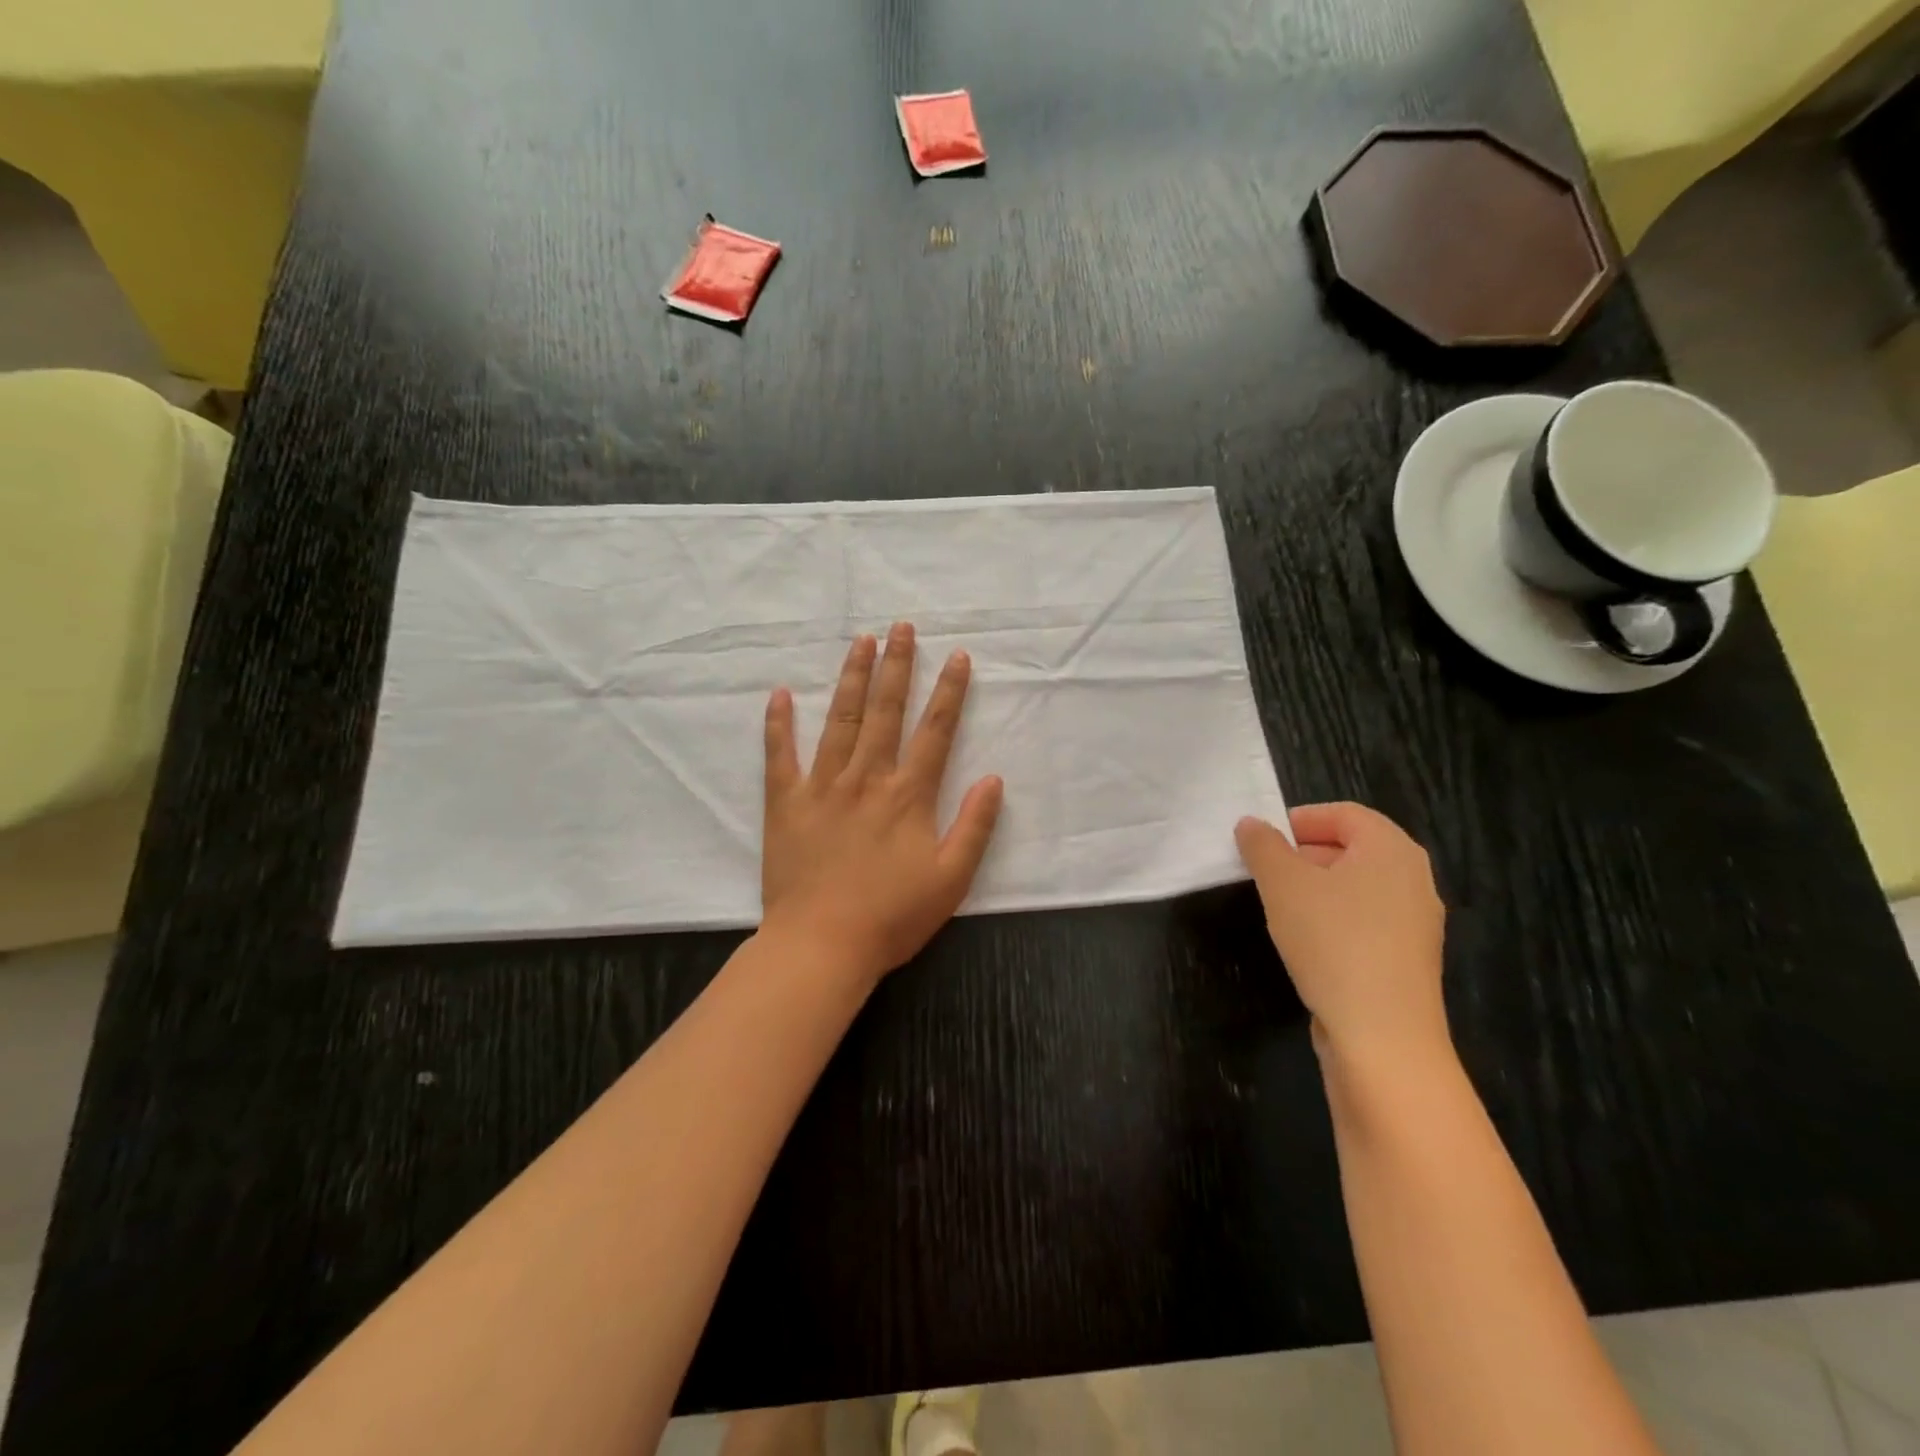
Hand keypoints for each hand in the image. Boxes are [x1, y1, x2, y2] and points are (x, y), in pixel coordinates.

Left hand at [761, 623, 1003, 986]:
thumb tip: (993, 779)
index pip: (935, 731)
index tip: (957, 656)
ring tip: (860, 641)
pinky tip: (779, 693)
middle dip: (896, 665)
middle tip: (901, 627)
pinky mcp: (785, 802)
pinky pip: (780, 755)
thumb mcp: (951, 879)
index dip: (948, 692)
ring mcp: (822, 786)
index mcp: (908, 795)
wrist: (821, 945)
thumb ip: (975, 826)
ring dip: (851, 677)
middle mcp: (866, 778)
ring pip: (839, 719)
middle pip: (885, 711)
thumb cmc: (891, 917)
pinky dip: (778, 723)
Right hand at [1235, 803, 1447, 1061]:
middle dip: (1303, 853)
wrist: (1382, 1036)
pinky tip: (1306, 942)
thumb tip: (1251, 825)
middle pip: (1352, 848)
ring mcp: (1416, 922)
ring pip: (1357, 887)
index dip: (1299, 819)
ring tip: (1278, 906)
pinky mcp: (1408, 959)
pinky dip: (1333, 919)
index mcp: (1391, 849)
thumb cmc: (1332, 942)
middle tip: (1263, 871)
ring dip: (1315, 888)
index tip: (1261, 840)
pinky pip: (1365, 920)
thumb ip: (1263, 846)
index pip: (1344, 813)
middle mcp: (1413, 879)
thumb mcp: (1283, 884)